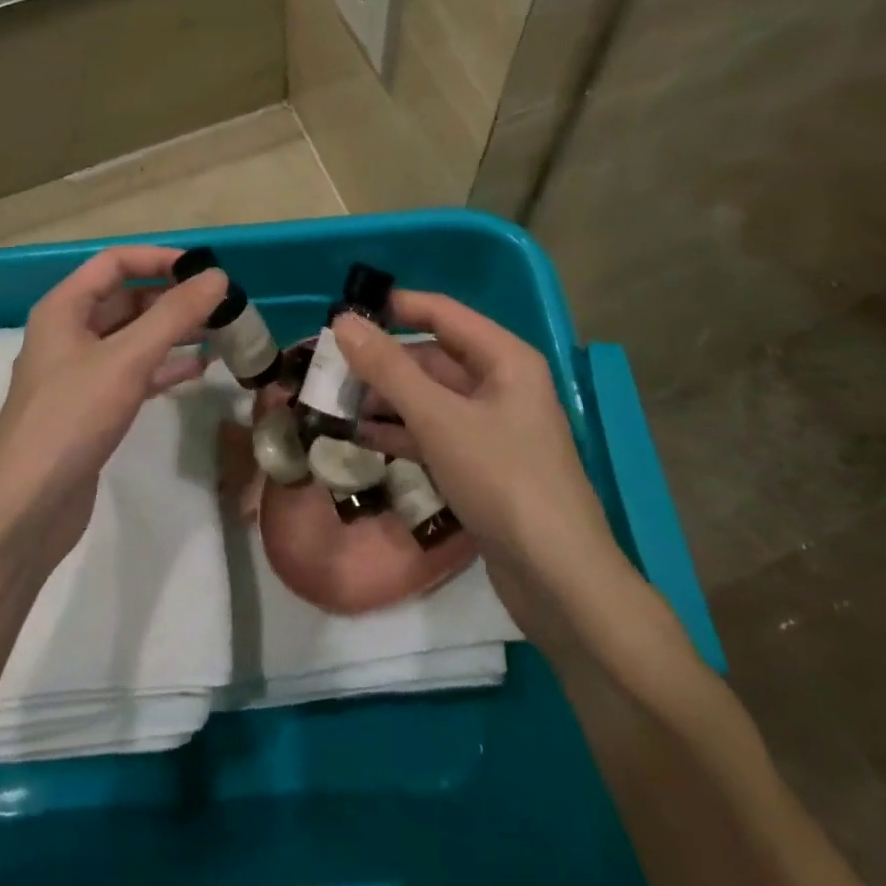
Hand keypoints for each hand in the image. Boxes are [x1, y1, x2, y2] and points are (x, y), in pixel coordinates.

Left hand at [0, 246, 226, 567]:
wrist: (28, 506)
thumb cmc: (72, 419)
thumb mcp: (127, 359)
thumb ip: (174, 315)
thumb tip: (217, 276)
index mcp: (64, 309)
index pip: (115, 262)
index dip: (159, 259)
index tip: (204, 271)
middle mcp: (69, 333)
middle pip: (126, 299)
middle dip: (172, 299)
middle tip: (221, 307)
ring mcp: (80, 373)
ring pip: (133, 338)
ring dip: (173, 333)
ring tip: (220, 334)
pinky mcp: (92, 408)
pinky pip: (133, 373)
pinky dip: (164, 367)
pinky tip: (199, 370)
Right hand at [330, 293, 622, 588]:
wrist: (557, 578)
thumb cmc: (502, 480)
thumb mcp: (439, 418)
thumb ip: (389, 368)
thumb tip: (344, 321)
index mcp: (504, 359)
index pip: (442, 313)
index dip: (395, 308)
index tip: (344, 312)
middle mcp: (500, 385)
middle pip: (432, 358)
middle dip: (382, 362)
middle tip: (328, 368)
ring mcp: (491, 428)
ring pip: (429, 399)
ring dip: (384, 400)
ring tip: (334, 402)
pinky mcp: (480, 466)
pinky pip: (433, 434)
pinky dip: (399, 433)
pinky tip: (359, 437)